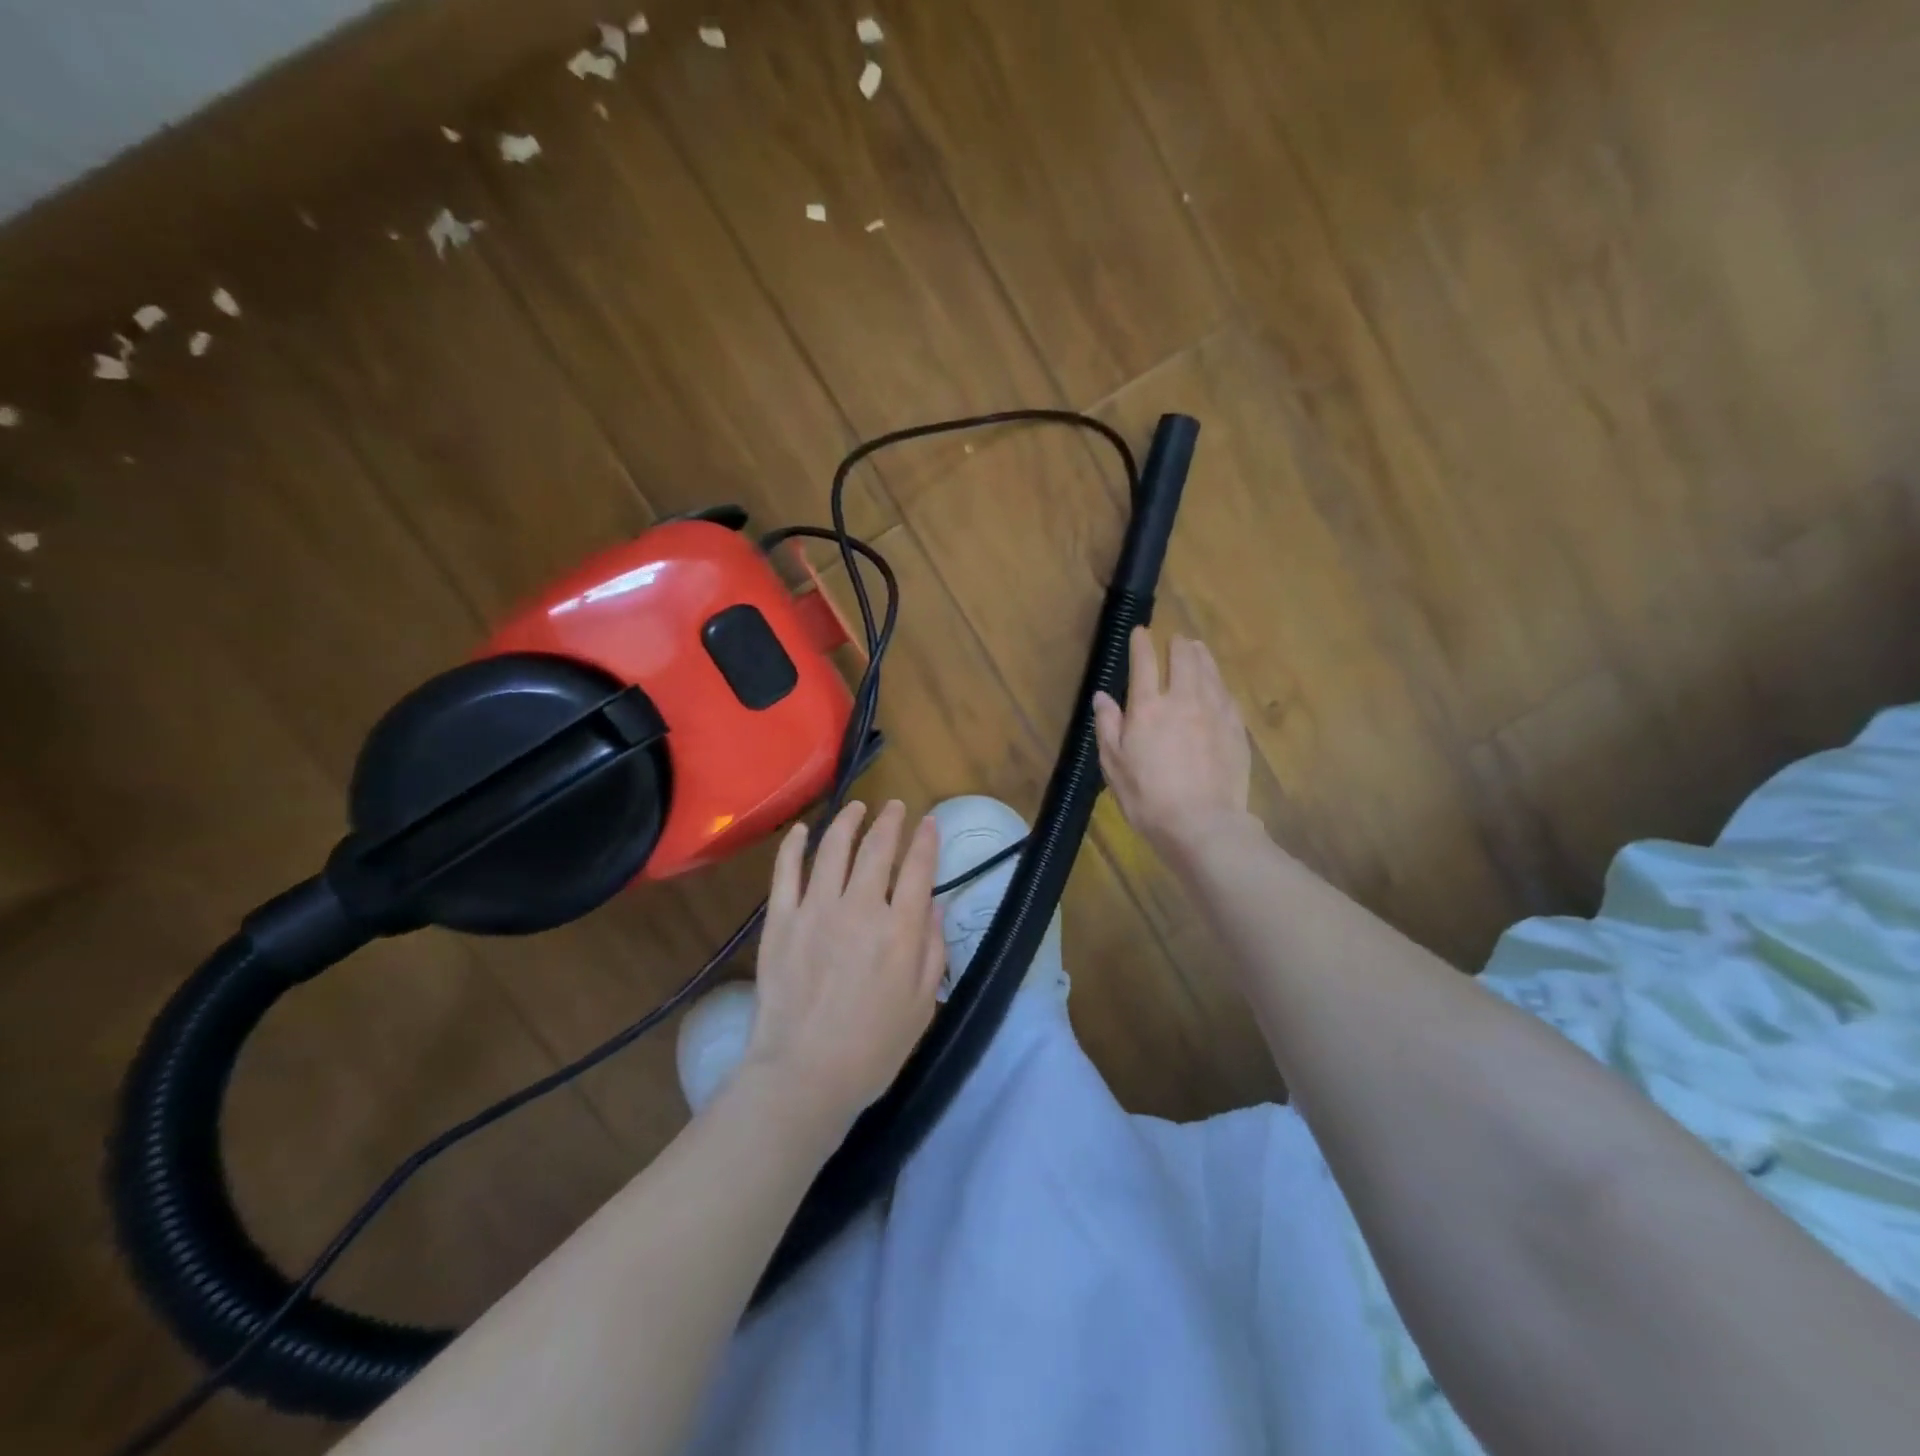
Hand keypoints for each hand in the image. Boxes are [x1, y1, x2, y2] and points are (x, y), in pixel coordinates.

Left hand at [743, 800, 945, 1124]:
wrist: (804, 1074)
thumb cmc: (872, 1048)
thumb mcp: (922, 1004)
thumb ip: (932, 950)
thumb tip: (934, 906)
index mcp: (899, 929)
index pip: (918, 869)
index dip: (926, 840)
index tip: (930, 822)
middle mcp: (860, 908)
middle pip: (877, 849)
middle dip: (890, 821)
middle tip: (895, 807)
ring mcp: (815, 910)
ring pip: (833, 849)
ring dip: (848, 822)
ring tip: (857, 808)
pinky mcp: (780, 921)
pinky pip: (786, 872)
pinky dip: (795, 845)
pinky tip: (803, 830)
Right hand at [1093, 628, 1252, 856]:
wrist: (1202, 824)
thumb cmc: (1148, 798)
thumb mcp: (1114, 765)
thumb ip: (1108, 726)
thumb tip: (1102, 696)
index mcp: (1148, 708)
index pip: (1145, 663)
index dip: (1141, 644)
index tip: (1141, 632)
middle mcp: (1183, 700)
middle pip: (1184, 659)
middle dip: (1177, 645)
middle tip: (1175, 640)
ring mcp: (1214, 712)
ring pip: (1210, 672)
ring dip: (1201, 656)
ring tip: (1197, 648)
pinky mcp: (1236, 729)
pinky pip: (1227, 695)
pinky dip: (1219, 682)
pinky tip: (1218, 685)